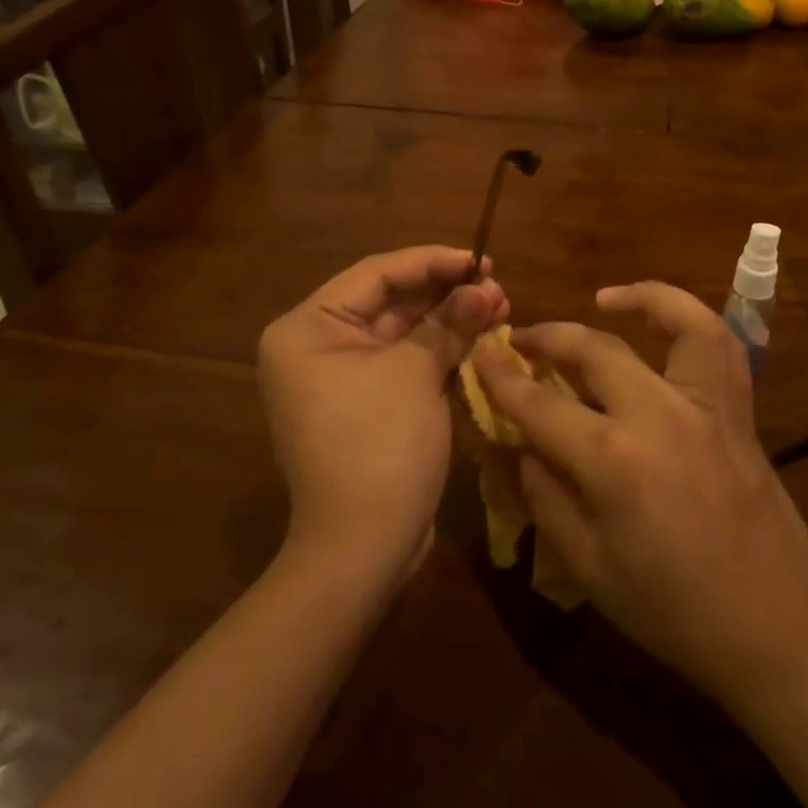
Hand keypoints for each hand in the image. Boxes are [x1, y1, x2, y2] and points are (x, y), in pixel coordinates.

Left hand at [259, 247, 506, 575]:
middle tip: (496, 283)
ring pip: (401, 331)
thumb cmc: (380, 445)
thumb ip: (450, 321)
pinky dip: (439, 349)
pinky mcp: (365, 404)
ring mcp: (340, 377)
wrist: (362, 549)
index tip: (480, 258)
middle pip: (389, 301)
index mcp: (308, 327)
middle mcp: (316, 345)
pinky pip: (403, 361)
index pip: (377, 274)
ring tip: (499, 304)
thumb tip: (485, 286)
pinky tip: (480, 335)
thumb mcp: (416, 373)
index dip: (433, 262)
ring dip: (448, 318)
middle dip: (445, 292)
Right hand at [476, 282, 807, 711]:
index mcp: (614, 462)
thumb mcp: (591, 571)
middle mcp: (658, 416)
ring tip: (601, 300)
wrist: (779, 630)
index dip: (502, 378)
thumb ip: (548, 502)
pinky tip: (665, 319)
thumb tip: (524, 450)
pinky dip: (691, 317)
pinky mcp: (738, 410)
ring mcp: (705, 406)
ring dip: (635, 299)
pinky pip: (720, 344)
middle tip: (522, 340)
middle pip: (593, 350)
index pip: (540, 406)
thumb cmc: (676, 612)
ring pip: (673, 323)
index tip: (480, 354)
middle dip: (548, 337)